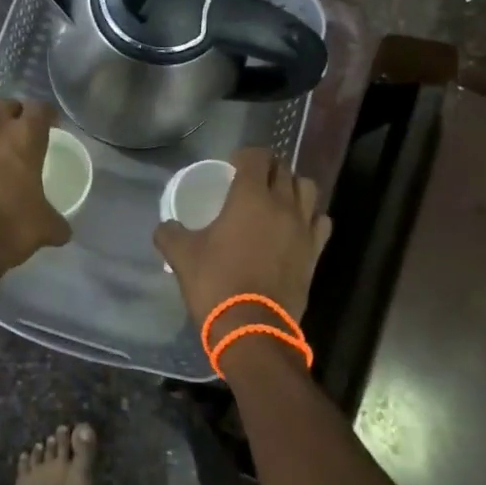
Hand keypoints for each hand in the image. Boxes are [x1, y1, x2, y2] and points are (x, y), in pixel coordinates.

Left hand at [0, 92, 69, 273]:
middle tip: (17, 134)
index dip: (47, 116)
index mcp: (26, 136)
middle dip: (16, 114)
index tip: (49, 127)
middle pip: (9, 103)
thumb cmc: (8, 231)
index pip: (41, 108)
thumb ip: (57, 221)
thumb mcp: (45, 227)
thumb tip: (62, 230)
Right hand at [154, 148, 331, 333]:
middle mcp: (282, 204)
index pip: (257, 156)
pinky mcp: (315, 252)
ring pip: (308, 189)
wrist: (253, 329)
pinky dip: (310, 216)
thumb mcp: (182, 256)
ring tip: (278, 197)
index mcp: (250, 197)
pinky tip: (296, 225)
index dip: (245, 155)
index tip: (233, 165)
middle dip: (268, 167)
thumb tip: (165, 226)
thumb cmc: (216, 283)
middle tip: (252, 179)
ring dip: (293, 186)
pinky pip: (320, 221)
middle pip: (284, 169)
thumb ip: (170, 234)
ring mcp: (303, 228)